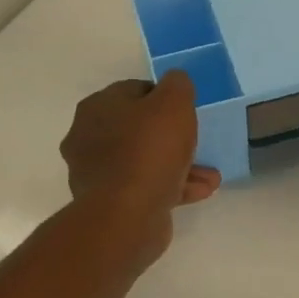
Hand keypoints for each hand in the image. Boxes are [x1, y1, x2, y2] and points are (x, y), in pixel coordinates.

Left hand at [61, 74, 220, 257]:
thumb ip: (177, 84)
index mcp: (98, 107)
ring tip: (210, 176)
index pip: (135, 90)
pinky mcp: (108, 203)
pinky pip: (145, 187)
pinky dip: (171, 187)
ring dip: (179, 166)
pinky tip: (200, 192)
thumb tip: (175, 82)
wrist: (126, 215)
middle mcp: (88, 137)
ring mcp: (96, 173)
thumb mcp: (174, 103)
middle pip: (139, 128)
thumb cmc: (149, 150)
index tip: (187, 112)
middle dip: (174, 137)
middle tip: (199, 144)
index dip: (165, 98)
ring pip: (145, 161)